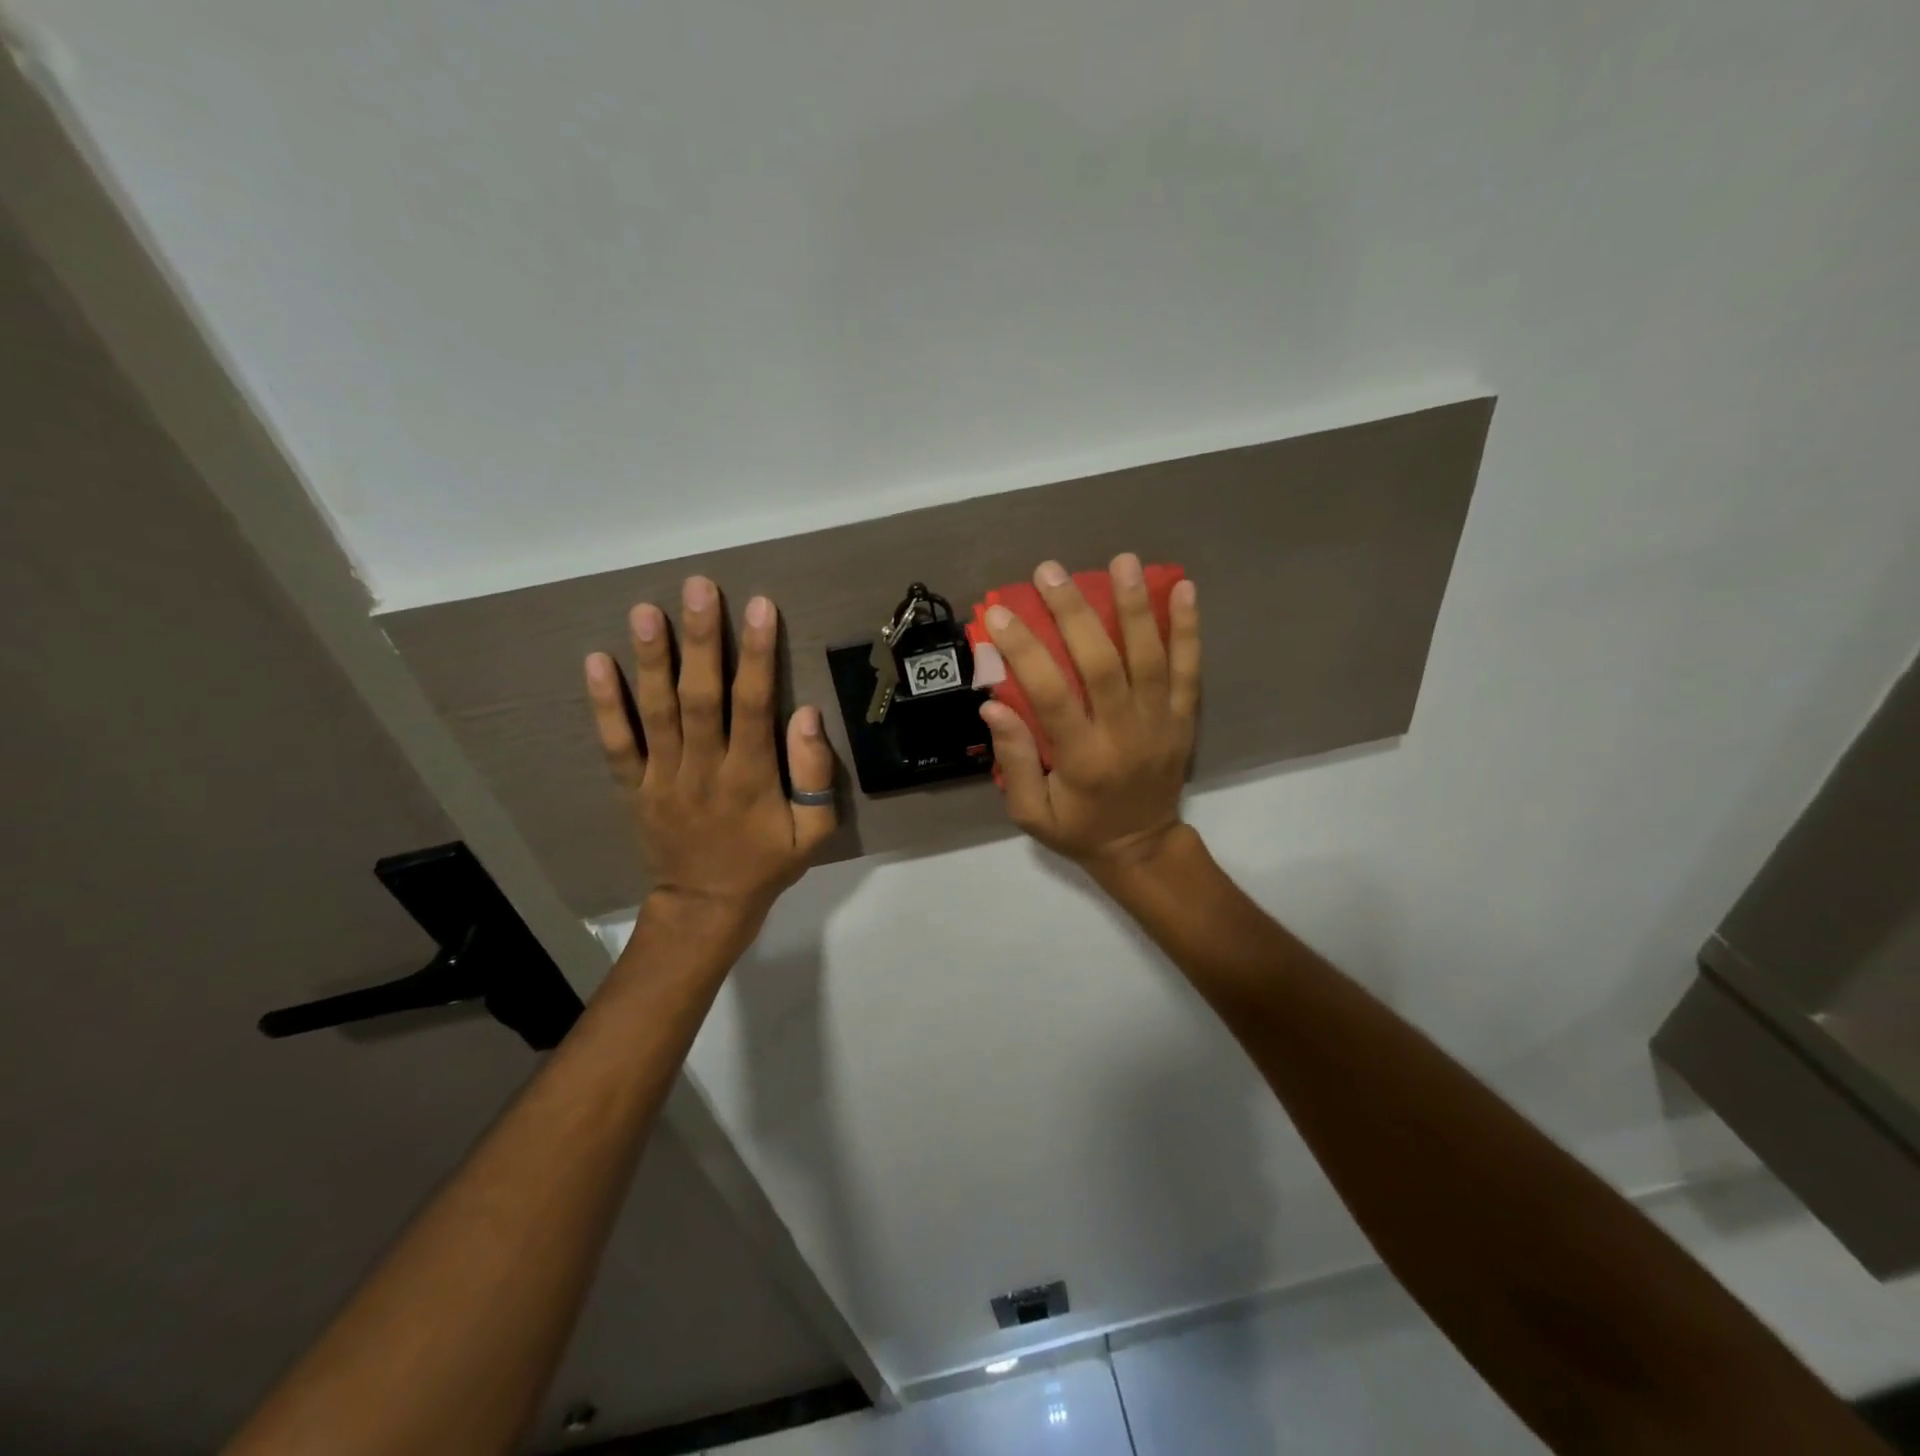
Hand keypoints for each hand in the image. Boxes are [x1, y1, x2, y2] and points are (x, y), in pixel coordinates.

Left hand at [584, 576, 836, 930]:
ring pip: (655, 712)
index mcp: (749, 779)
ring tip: (646, 610)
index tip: (759, 607)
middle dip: (700, 641)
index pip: (753, 706)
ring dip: (651, 660)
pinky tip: (596, 662)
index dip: (756, 655)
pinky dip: (604, 705)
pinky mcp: (634, 787)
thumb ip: (815, 776)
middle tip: (698, 588)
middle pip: (699, 697)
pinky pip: (616, 744)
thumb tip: (808, 716)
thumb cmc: (765, 864)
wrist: (705, 907)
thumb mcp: (813, 833)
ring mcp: (662, 778)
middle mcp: (702, 769)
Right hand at [978, 553, 1199, 870]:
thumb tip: (993, 705)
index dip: (1024, 650)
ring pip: (1151, 658)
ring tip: (1121, 561)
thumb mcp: (1031, 812)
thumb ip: (1014, 761)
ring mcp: (1162, 724)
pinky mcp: (1185, 720)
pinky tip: (1184, 587)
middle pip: (1102, 664)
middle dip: (1074, 613)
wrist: (1143, 848)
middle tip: (1050, 571)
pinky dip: (1188, 628)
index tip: (999, 614)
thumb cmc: (1079, 829)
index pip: (1050, 695)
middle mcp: (1125, 735)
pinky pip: (1190, 670)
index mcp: (1083, 759)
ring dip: (1135, 607)